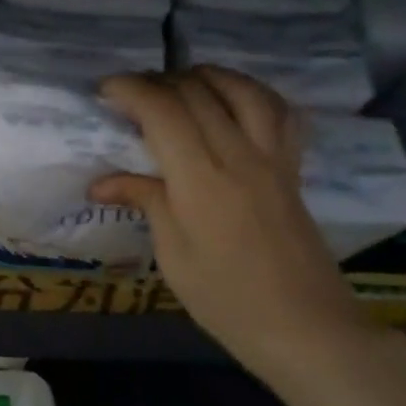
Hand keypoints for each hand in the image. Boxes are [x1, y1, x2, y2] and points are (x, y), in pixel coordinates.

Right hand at [89, 67, 385, 388]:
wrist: (305, 328)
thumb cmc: (226, 299)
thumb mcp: (173, 254)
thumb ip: (145, 201)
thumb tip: (100, 183)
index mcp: (201, 180)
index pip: (163, 111)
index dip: (130, 90)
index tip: (104, 91)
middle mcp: (239, 156)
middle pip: (197, 93)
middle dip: (157, 82)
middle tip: (129, 95)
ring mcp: (272, 159)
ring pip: (242, 90)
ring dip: (205, 76)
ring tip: (179, 84)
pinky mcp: (292, 169)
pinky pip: (279, 113)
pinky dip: (252, 93)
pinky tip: (234, 100)